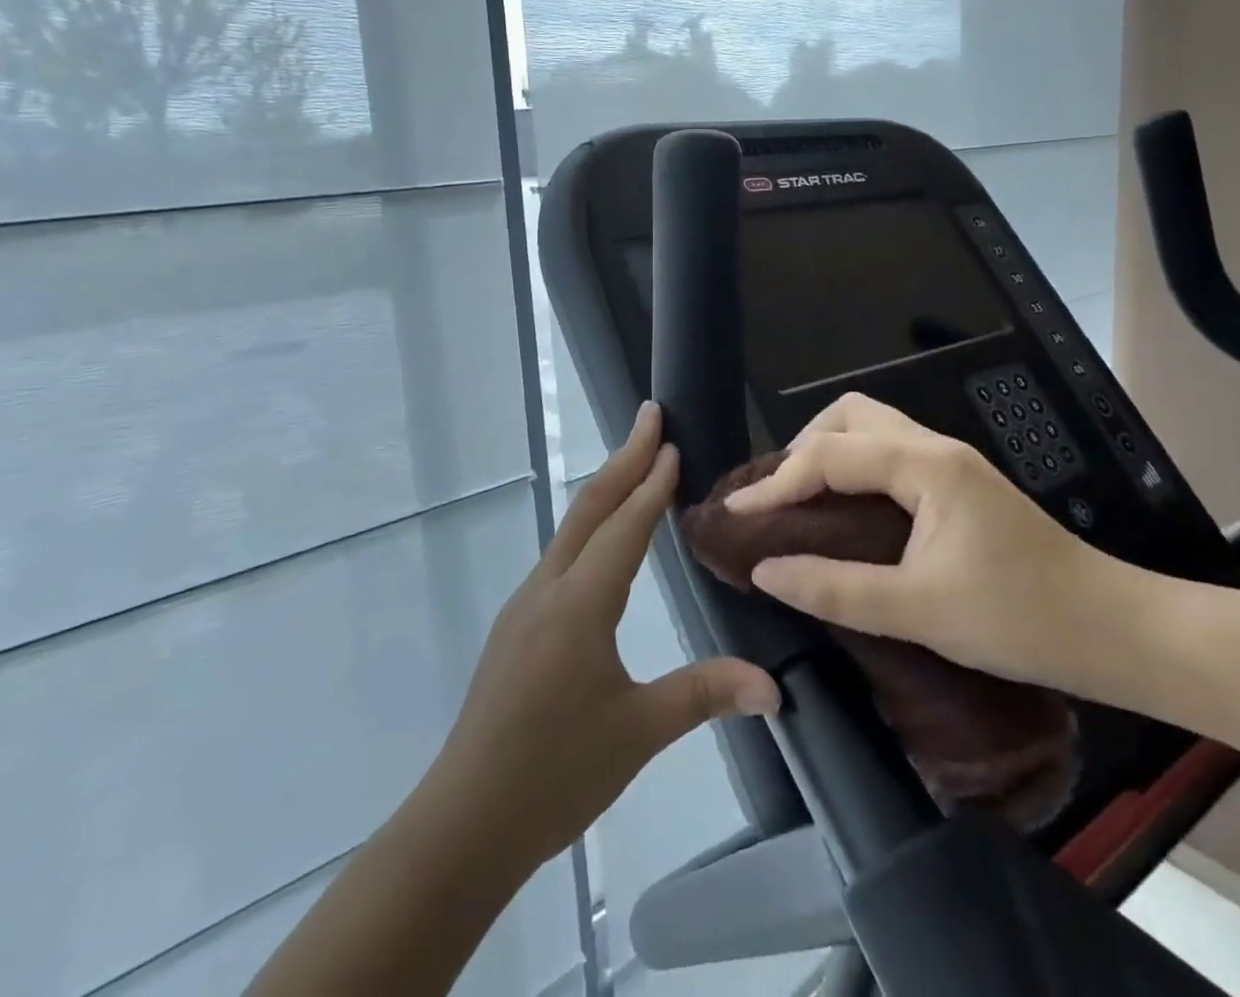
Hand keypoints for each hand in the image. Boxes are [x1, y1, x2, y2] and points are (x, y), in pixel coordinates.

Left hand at [431, 403, 780, 873]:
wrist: (464, 823)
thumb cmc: (555, 773)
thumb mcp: (638, 732)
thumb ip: (705, 694)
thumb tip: (775, 687)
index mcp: (580, 604)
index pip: (625, 527)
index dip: (652, 483)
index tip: (673, 442)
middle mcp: (548, 589)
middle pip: (590, 508)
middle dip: (623, 458)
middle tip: (650, 416)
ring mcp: (525, 606)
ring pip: (571, 528)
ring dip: (605, 489)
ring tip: (635, 463)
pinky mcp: (517, 626)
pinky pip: (560, 555)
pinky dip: (589, 525)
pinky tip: (601, 539)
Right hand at [725, 394, 1159, 698]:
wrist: (1113, 630)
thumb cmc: (1020, 618)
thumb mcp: (921, 611)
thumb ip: (837, 588)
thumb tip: (765, 571)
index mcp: (926, 466)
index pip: (831, 454)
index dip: (776, 482)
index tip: (736, 515)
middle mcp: (936, 448)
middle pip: (852, 415)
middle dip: (804, 446)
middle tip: (778, 498)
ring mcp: (952, 463)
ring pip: (874, 429)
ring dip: (830, 452)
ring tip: (803, 501)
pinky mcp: (960, 485)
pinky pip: (891, 455)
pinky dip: (855, 468)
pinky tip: (847, 511)